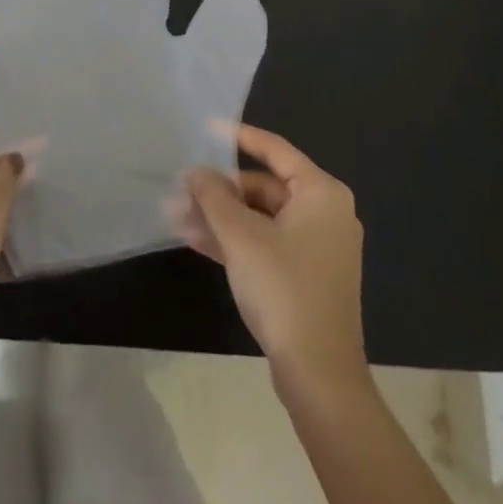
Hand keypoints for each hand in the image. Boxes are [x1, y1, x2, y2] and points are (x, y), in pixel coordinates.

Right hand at [182, 126, 367, 389]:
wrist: (319, 376)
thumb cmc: (284, 289)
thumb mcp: (241, 237)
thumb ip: (214, 197)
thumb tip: (195, 172)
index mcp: (321, 193)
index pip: (275, 149)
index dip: (239, 136)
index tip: (207, 127)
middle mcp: (325, 212)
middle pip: (264, 186)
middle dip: (220, 190)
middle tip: (181, 191)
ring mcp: (317, 246)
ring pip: (261, 218)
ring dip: (221, 217)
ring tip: (177, 216)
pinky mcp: (306, 275)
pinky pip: (267, 242)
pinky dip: (236, 240)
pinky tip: (196, 240)